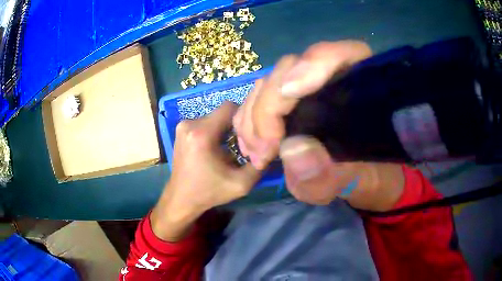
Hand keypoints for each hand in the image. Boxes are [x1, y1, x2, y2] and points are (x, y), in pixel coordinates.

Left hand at [151, 102, 259, 240]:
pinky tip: (216, 149)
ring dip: (224, 129)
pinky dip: (215, 131)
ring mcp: (183, 125)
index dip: (244, 118)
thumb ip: (259, 164)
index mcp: (202, 133)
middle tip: (240, 145)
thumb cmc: (209, 192)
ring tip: (228, 149)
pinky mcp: (181, 130)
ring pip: (214, 117)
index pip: (230, 107)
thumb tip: (271, 146)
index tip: (249, 135)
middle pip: (222, 112)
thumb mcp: (241, 184)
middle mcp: (190, 123)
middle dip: (234, 126)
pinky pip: (205, 122)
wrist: (181, 198)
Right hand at [233, 41, 403, 210]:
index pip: (344, 55)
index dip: (315, 63)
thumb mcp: (357, 185)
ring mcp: (308, 87)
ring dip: (253, 117)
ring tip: (256, 154)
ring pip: (270, 83)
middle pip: (292, 68)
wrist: (359, 179)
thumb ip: (333, 176)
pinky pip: (259, 98)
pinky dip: (248, 120)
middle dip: (269, 106)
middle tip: (263, 150)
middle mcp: (334, 78)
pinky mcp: (291, 101)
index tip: (289, 92)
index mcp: (364, 88)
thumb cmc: (368, 178)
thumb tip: (292, 149)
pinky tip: (250, 146)